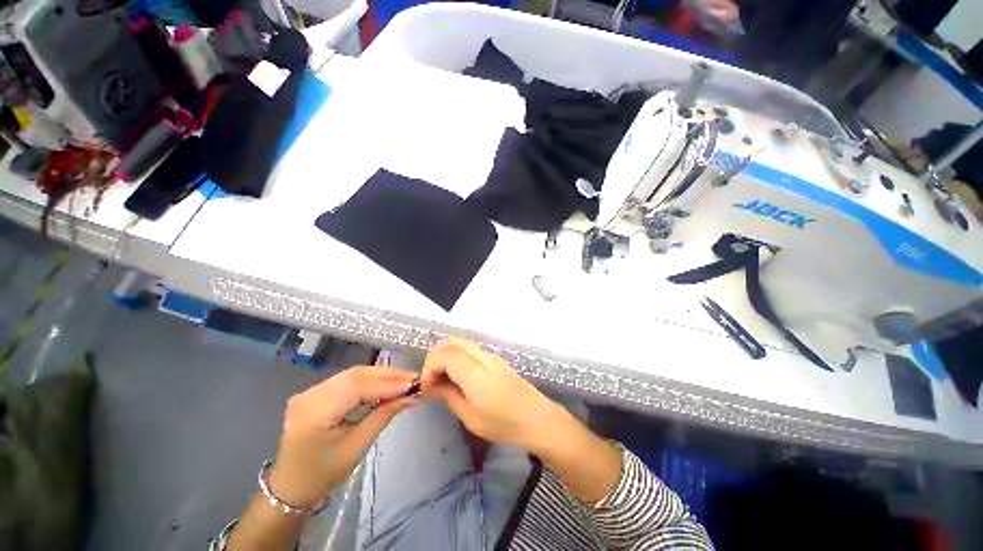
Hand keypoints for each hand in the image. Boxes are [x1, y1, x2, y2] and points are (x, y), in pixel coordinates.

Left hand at [268, 366, 418, 509]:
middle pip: (356, 375)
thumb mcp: (357, 447)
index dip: (388, 383)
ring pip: (354, 374)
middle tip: (414, 379)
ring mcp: (311, 390)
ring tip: (405, 380)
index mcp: (314, 413)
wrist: (291, 485)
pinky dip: (371, 380)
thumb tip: (413, 396)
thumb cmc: (323, 474)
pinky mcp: (317, 391)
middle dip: (388, 375)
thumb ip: (384, 415)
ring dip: (382, 375)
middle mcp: (310, 394)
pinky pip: (349, 379)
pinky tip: (386, 383)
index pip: (357, 388)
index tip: (415, 383)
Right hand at [421, 339, 562, 452]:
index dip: (430, 366)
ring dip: (447, 355)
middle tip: (432, 379)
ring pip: (462, 343)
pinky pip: (471, 349)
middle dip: (436, 356)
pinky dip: (458, 356)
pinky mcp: (496, 359)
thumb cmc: (504, 424)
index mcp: (476, 374)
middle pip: (453, 342)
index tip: (426, 386)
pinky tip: (458, 375)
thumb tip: (432, 385)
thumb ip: (449, 396)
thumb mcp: (471, 417)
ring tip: (443, 378)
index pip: (445, 354)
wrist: (536, 419)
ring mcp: (491, 355)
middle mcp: (483, 357)